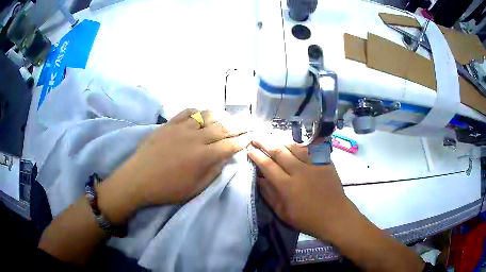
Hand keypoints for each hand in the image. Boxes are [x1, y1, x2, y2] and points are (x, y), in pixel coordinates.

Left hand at [98, 109, 251, 223]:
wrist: (138, 178)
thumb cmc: (167, 189)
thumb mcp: (195, 188)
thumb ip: (213, 172)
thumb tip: (225, 158)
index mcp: (203, 157)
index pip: (230, 145)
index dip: (243, 140)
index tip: (252, 136)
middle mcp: (196, 138)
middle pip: (223, 127)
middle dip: (239, 125)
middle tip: (249, 122)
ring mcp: (181, 128)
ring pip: (207, 116)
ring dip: (221, 116)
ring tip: (229, 117)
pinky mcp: (169, 124)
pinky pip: (187, 112)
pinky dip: (198, 112)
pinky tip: (202, 115)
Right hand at [247, 139, 355, 238]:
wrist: (335, 216)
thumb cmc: (307, 219)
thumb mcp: (283, 213)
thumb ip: (269, 194)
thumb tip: (259, 179)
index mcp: (287, 186)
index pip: (268, 165)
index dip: (257, 155)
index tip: (249, 148)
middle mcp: (299, 171)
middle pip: (279, 151)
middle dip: (265, 142)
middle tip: (256, 136)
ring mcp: (314, 165)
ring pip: (295, 147)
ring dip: (281, 141)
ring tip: (273, 138)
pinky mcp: (325, 162)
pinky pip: (312, 148)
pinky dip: (301, 144)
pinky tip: (295, 142)